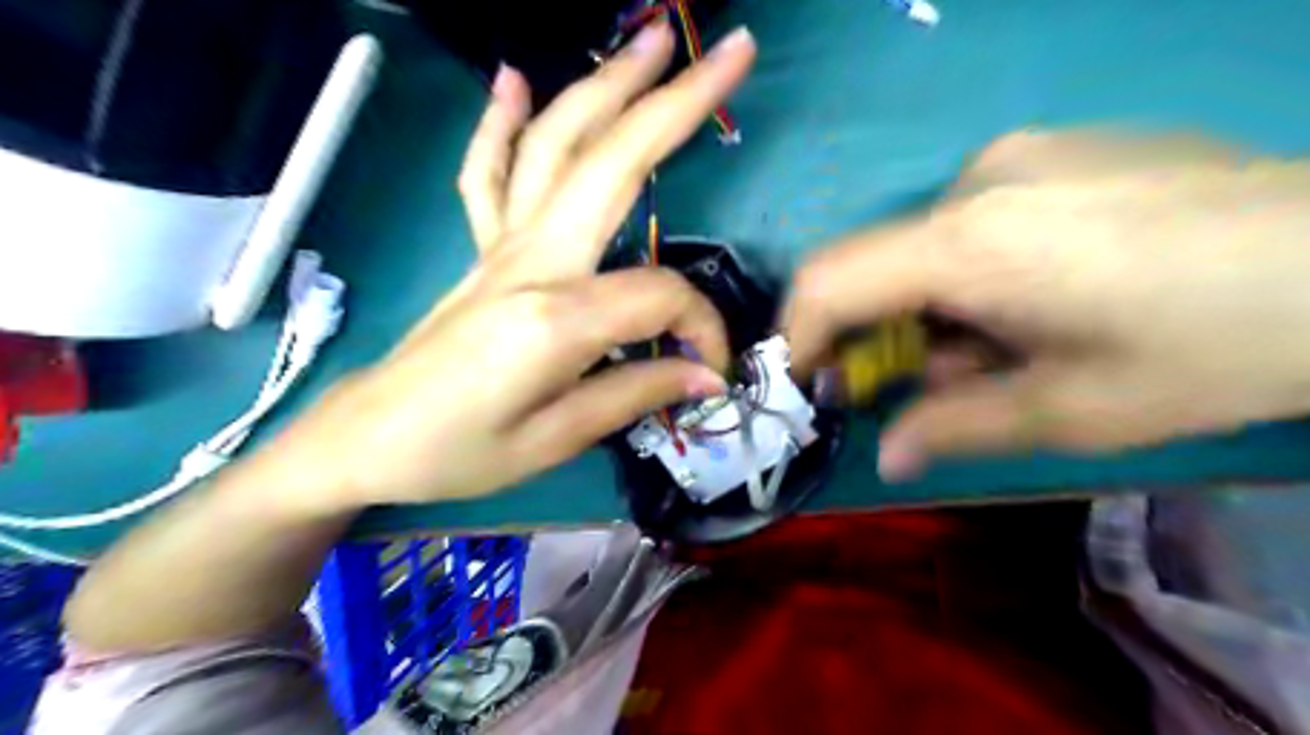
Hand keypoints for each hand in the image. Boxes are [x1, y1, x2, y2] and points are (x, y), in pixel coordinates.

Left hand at [266, 19, 758, 506]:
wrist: (364, 439)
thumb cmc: (455, 453)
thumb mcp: (555, 440)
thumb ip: (635, 394)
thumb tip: (706, 373)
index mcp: (554, 316)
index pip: (660, 297)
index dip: (701, 329)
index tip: (711, 371)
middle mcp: (530, 260)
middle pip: (611, 163)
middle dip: (676, 104)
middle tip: (732, 55)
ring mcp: (500, 245)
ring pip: (555, 146)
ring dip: (606, 86)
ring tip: (652, 40)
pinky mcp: (480, 250)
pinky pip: (489, 174)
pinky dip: (503, 123)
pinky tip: (515, 79)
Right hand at [781, 131, 1309, 479]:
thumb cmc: (1214, 346)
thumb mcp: (1073, 411)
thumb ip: (956, 427)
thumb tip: (885, 455)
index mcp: (970, 245)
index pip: (830, 280)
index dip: (798, 334)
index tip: (806, 381)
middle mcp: (975, 181)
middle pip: (875, 264)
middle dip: (879, 332)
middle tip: (928, 381)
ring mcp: (1015, 155)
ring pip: (922, 246)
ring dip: (932, 305)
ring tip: (1002, 342)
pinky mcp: (1049, 150)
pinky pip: (967, 218)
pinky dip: (968, 270)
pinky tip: (1038, 292)